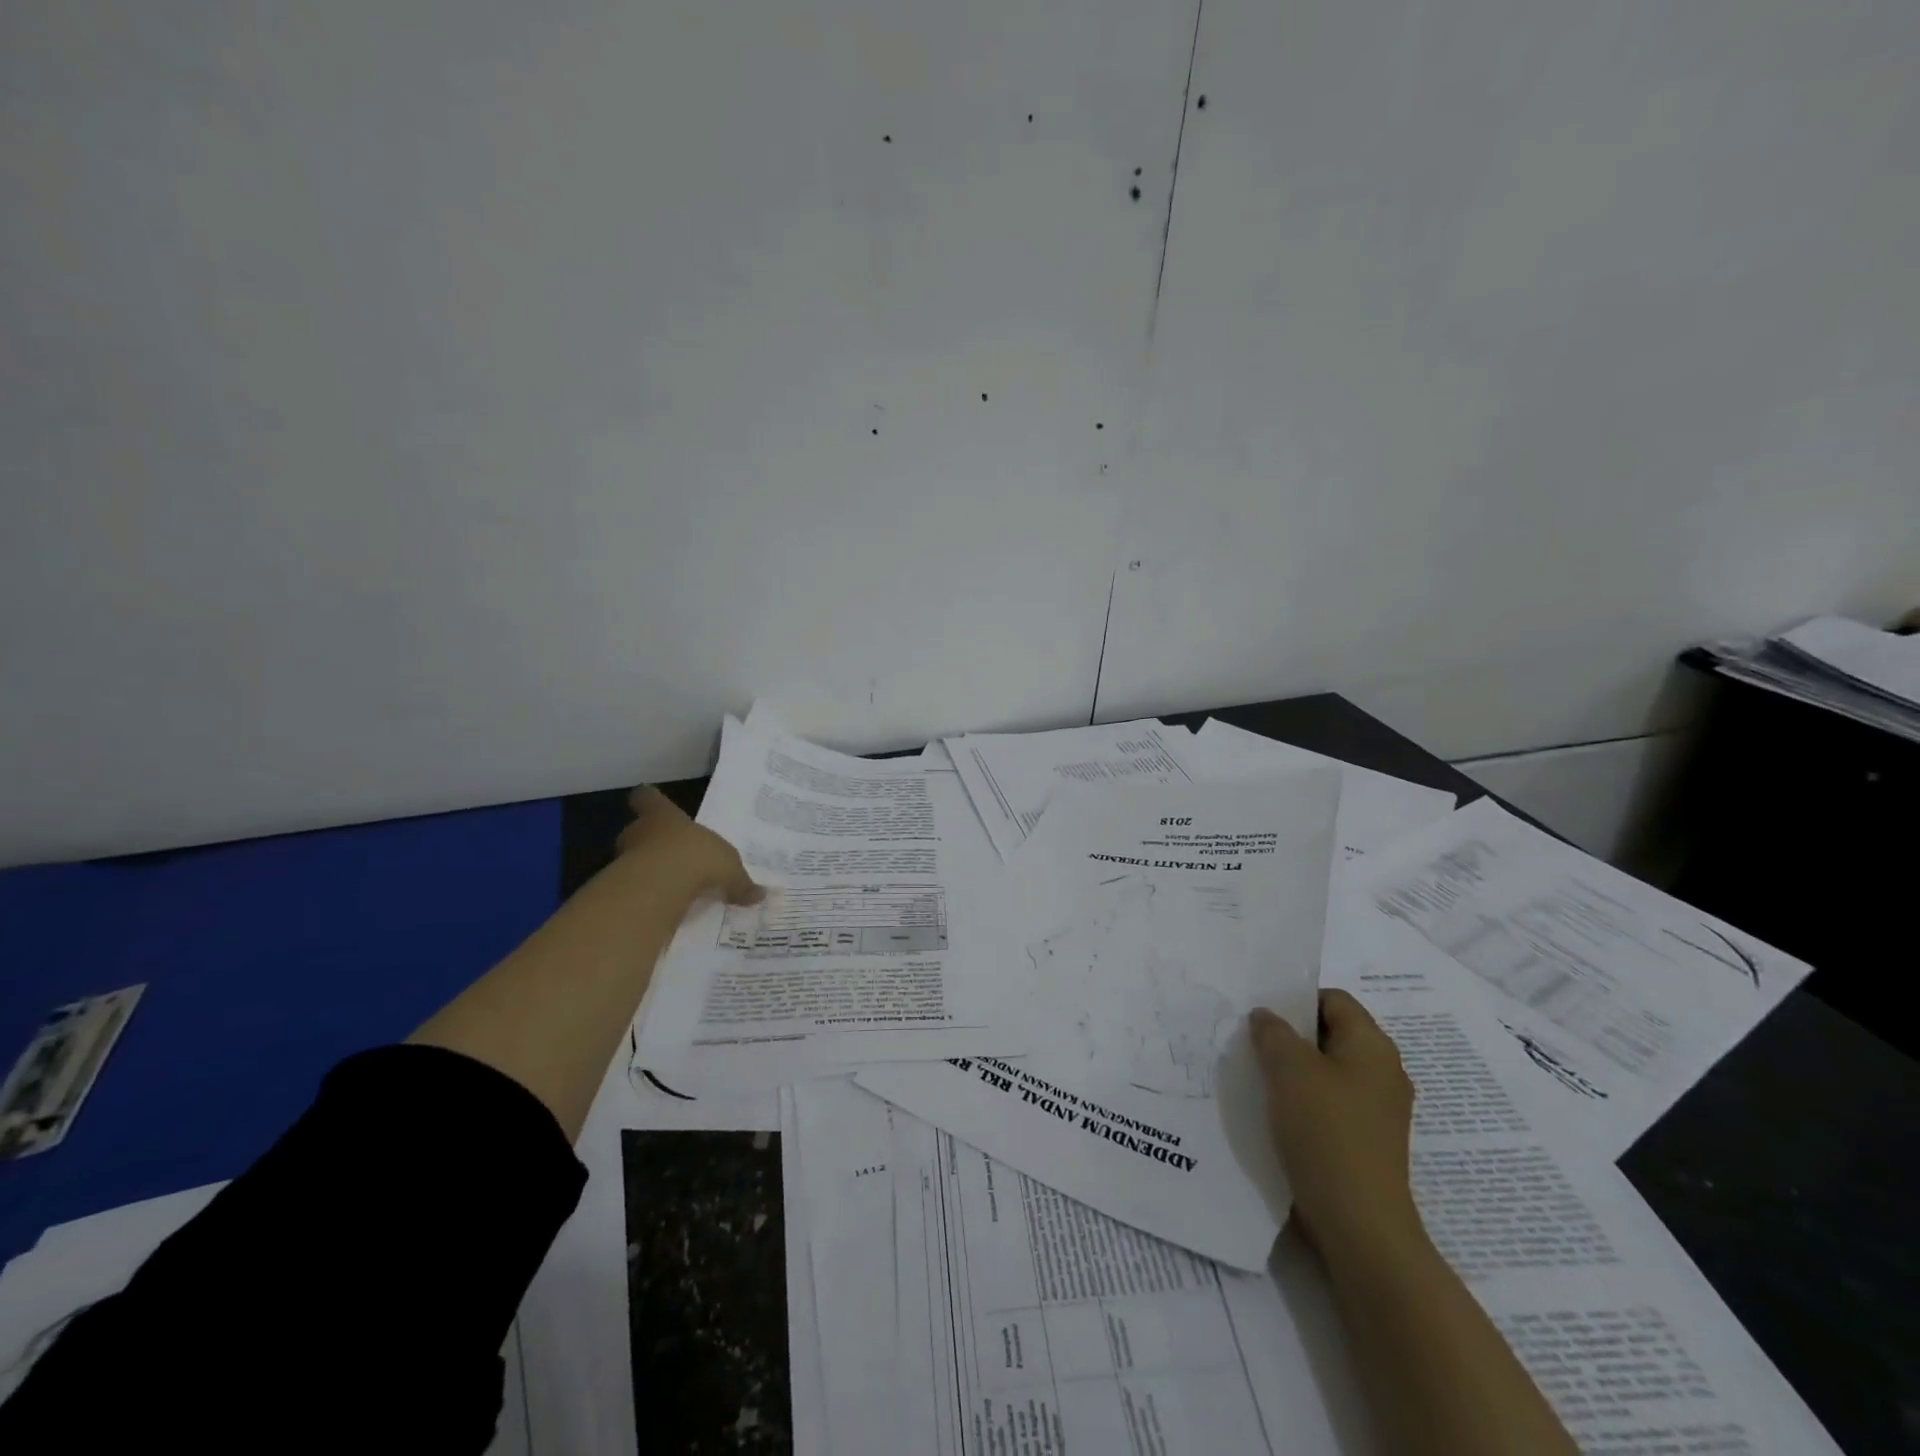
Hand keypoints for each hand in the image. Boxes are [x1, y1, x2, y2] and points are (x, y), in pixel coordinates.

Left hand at [615, 786, 763, 907]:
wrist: (659, 885)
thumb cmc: (696, 857)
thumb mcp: (730, 868)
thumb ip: (740, 882)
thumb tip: (760, 895)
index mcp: (665, 816)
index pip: (647, 798)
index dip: (649, 800)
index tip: (649, 800)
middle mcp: (640, 831)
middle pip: (639, 829)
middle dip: (652, 841)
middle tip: (671, 854)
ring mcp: (625, 858)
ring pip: (634, 859)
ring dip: (648, 869)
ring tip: (669, 883)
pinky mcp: (620, 886)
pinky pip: (636, 886)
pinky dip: (646, 894)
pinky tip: (663, 905)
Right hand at [1249, 990, 1424, 1265]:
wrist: (1359, 1224)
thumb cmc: (1326, 1131)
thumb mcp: (1289, 1069)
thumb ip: (1273, 1032)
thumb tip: (1266, 1016)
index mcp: (1373, 1046)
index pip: (1333, 1000)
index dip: (1296, 999)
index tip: (1261, 1012)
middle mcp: (1382, 1072)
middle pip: (1330, 1035)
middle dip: (1290, 1035)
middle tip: (1250, 1039)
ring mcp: (1377, 1111)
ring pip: (1326, 1071)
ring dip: (1292, 1070)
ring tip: (1256, 1075)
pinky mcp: (1365, 1142)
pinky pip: (1329, 1104)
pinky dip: (1302, 1101)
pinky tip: (1274, 1112)